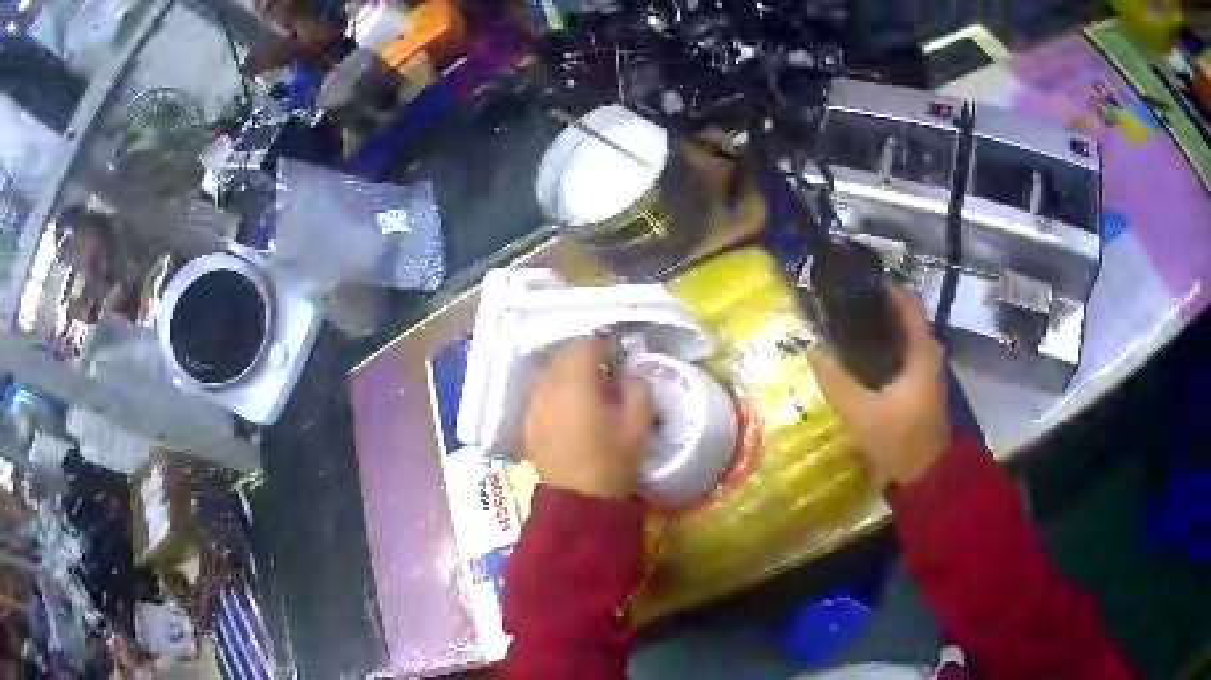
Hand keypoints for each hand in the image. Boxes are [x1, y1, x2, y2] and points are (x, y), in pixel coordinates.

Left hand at [521, 338, 653, 499]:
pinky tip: (567, 404)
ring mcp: (534, 407)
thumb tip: (632, 375)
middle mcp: (549, 390)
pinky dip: (554, 389)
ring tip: (586, 384)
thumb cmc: (611, 467)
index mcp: (576, 387)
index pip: (583, 347)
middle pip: (562, 357)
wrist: (577, 505)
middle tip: (604, 365)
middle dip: (583, 355)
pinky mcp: (527, 424)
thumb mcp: (637, 430)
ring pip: (548, 374)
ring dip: (566, 371)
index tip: (617, 351)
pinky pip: (539, 394)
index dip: (601, 343)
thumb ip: (638, 393)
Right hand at [808, 288, 950, 485]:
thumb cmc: (898, 438)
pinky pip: (906, 358)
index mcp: (921, 354)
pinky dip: (889, 351)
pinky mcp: (922, 391)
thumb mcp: (861, 411)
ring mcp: (928, 375)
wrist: (925, 476)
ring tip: (853, 328)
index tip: (862, 283)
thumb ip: (836, 380)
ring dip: (885, 332)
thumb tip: (811, 349)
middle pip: (908, 323)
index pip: (909, 308)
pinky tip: (866, 359)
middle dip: (882, 312)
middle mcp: (929, 357)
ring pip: (907, 341)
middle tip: (850, 307)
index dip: (889, 292)